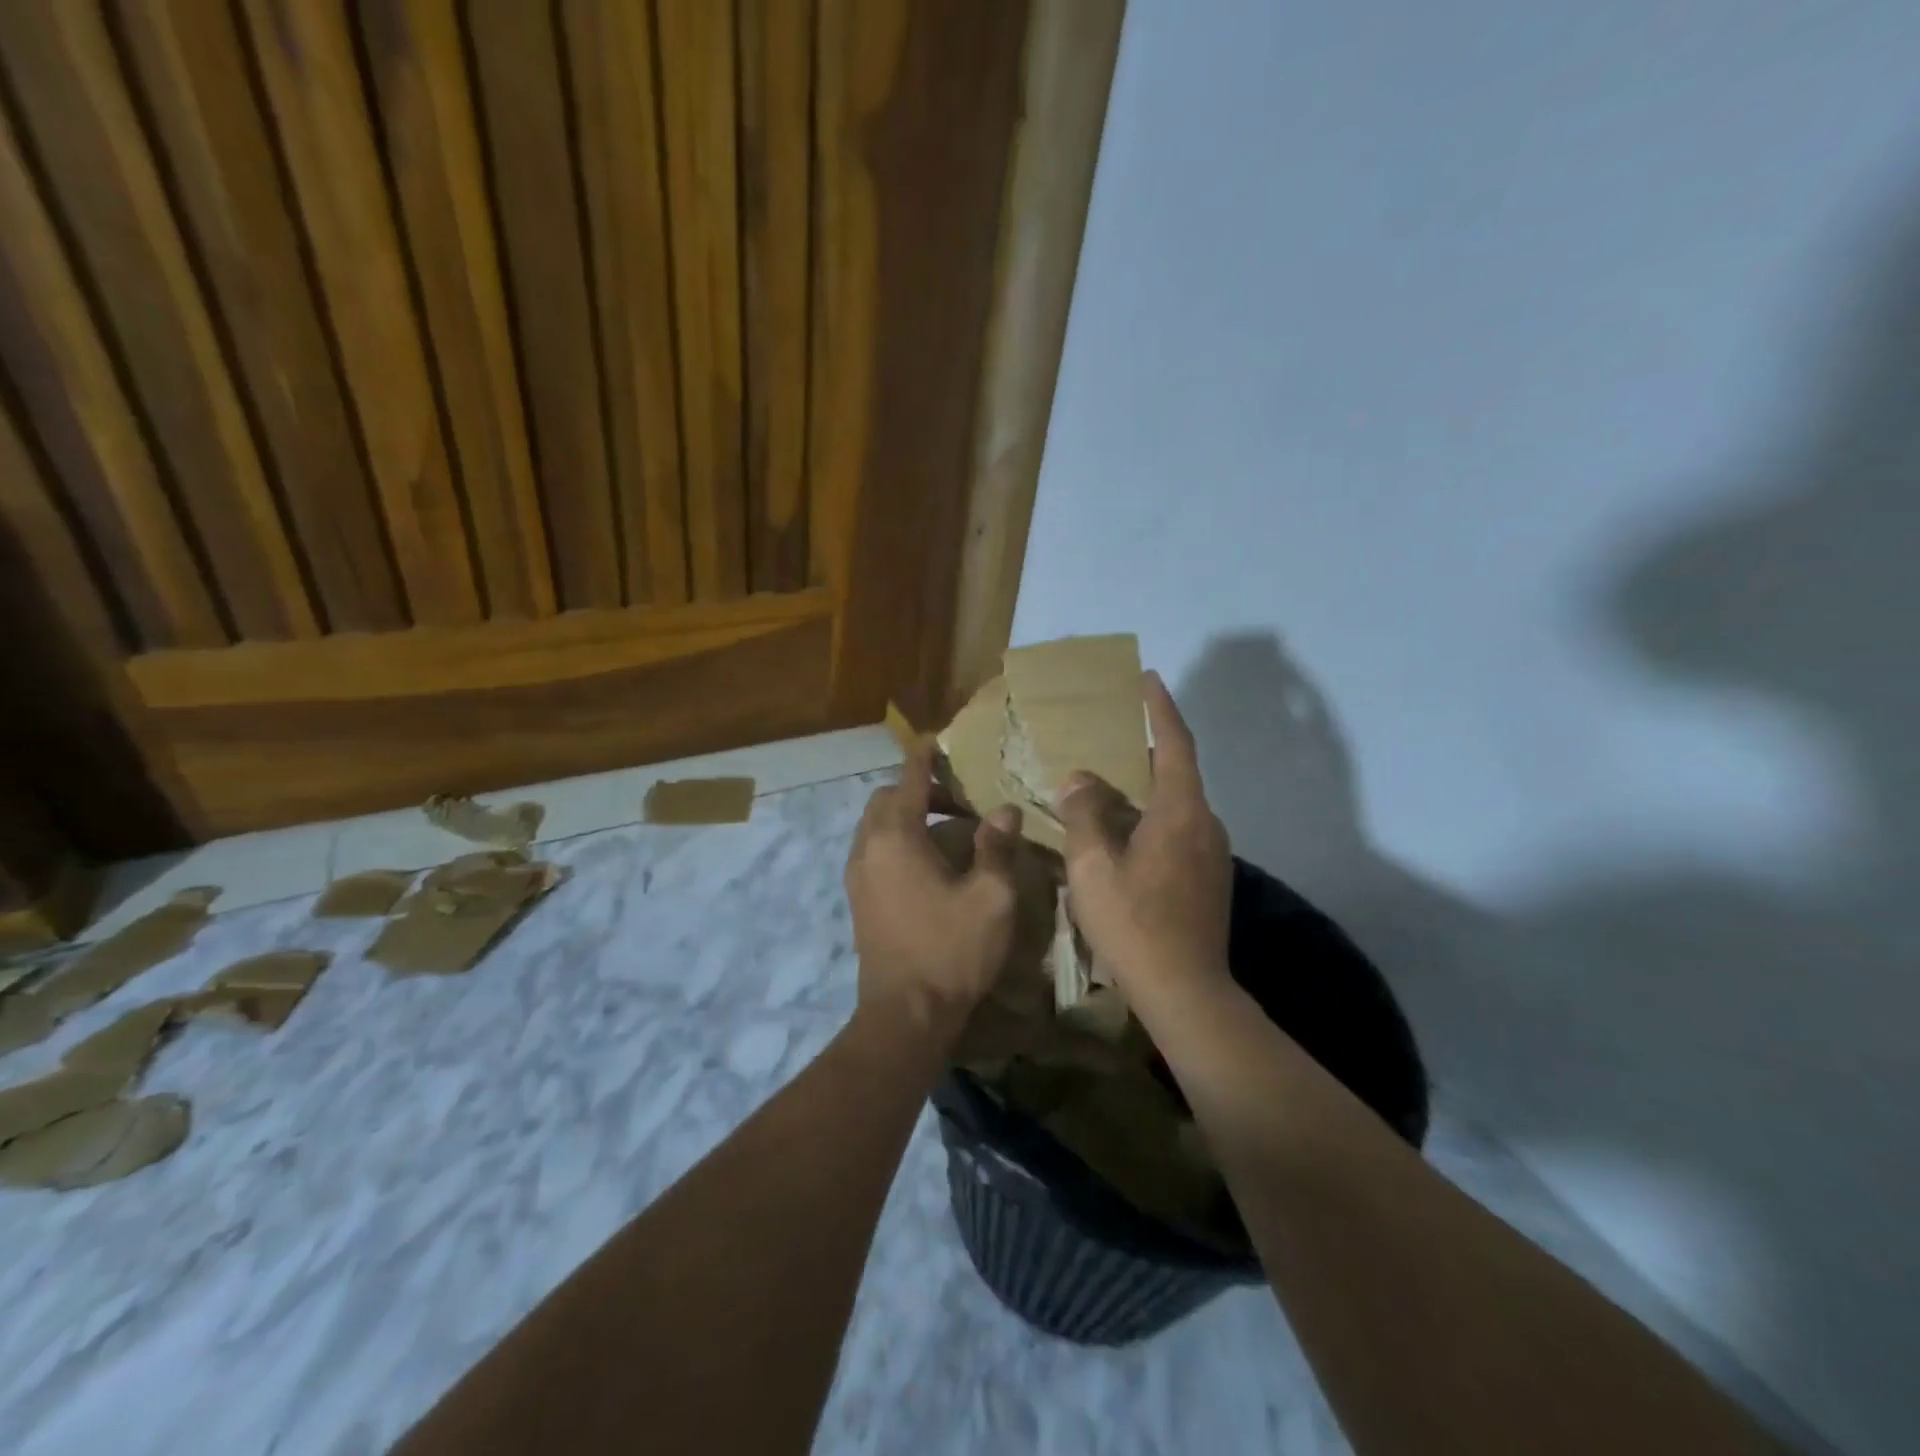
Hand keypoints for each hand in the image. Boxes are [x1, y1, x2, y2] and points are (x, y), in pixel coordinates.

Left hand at [845, 746, 1023, 1042]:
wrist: (904, 1014)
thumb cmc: (951, 950)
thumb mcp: (990, 897)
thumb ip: (996, 846)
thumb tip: (1004, 809)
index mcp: (896, 837)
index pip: (908, 779)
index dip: (924, 757)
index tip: (937, 741)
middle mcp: (868, 848)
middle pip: (884, 799)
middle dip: (916, 790)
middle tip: (957, 802)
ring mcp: (857, 875)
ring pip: (875, 826)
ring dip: (904, 816)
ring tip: (944, 831)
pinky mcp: (857, 898)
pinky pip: (872, 850)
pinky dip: (895, 840)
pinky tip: (926, 864)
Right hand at [1055, 671, 1232, 999]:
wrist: (1185, 991)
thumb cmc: (1133, 922)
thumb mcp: (1092, 865)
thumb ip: (1084, 813)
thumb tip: (1080, 780)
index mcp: (1181, 812)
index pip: (1175, 744)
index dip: (1161, 709)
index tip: (1148, 679)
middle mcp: (1206, 825)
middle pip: (1177, 774)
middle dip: (1146, 752)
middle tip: (1110, 740)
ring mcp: (1213, 855)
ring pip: (1177, 807)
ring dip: (1146, 792)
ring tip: (1107, 791)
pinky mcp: (1210, 880)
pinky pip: (1179, 832)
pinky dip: (1152, 820)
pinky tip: (1124, 838)